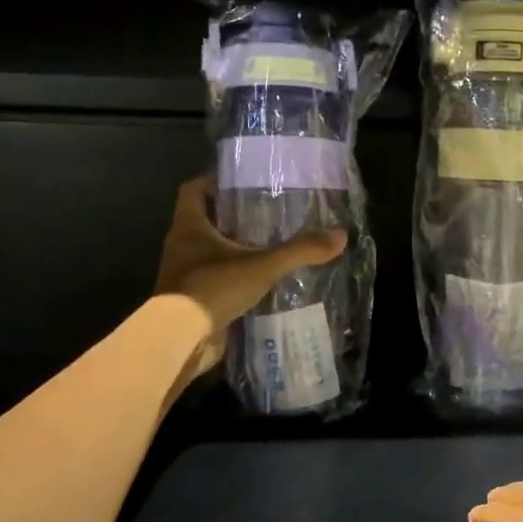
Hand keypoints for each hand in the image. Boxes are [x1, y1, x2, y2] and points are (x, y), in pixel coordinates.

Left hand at [156, 176, 346, 372]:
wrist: (181, 339)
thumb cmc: (213, 288)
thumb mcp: (263, 266)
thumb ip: (300, 250)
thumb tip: (340, 235)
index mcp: (189, 226)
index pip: (193, 190)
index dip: (214, 182)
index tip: (242, 182)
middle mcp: (182, 247)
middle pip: (204, 221)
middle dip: (232, 217)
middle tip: (268, 214)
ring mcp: (185, 276)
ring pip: (210, 253)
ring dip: (235, 250)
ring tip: (271, 247)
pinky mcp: (194, 301)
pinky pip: (216, 282)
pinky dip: (236, 279)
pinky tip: (263, 283)